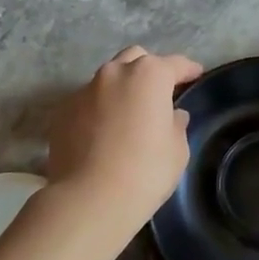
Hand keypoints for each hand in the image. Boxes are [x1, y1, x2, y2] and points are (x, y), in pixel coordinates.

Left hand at [47, 46, 202, 223]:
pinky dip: (98, 108)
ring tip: (128, 112)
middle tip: (159, 92)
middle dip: (149, 70)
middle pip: (136, 59)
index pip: (175, 64)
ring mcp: (84, 90)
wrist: (88, 200)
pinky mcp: (62, 111)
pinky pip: (87, 101)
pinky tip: (103, 132)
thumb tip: (172, 115)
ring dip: (121, 88)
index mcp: (149, 75)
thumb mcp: (177, 150)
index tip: (196, 74)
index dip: (188, 69)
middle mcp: (114, 73)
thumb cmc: (145, 172)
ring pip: (108, 78)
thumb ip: (177, 124)